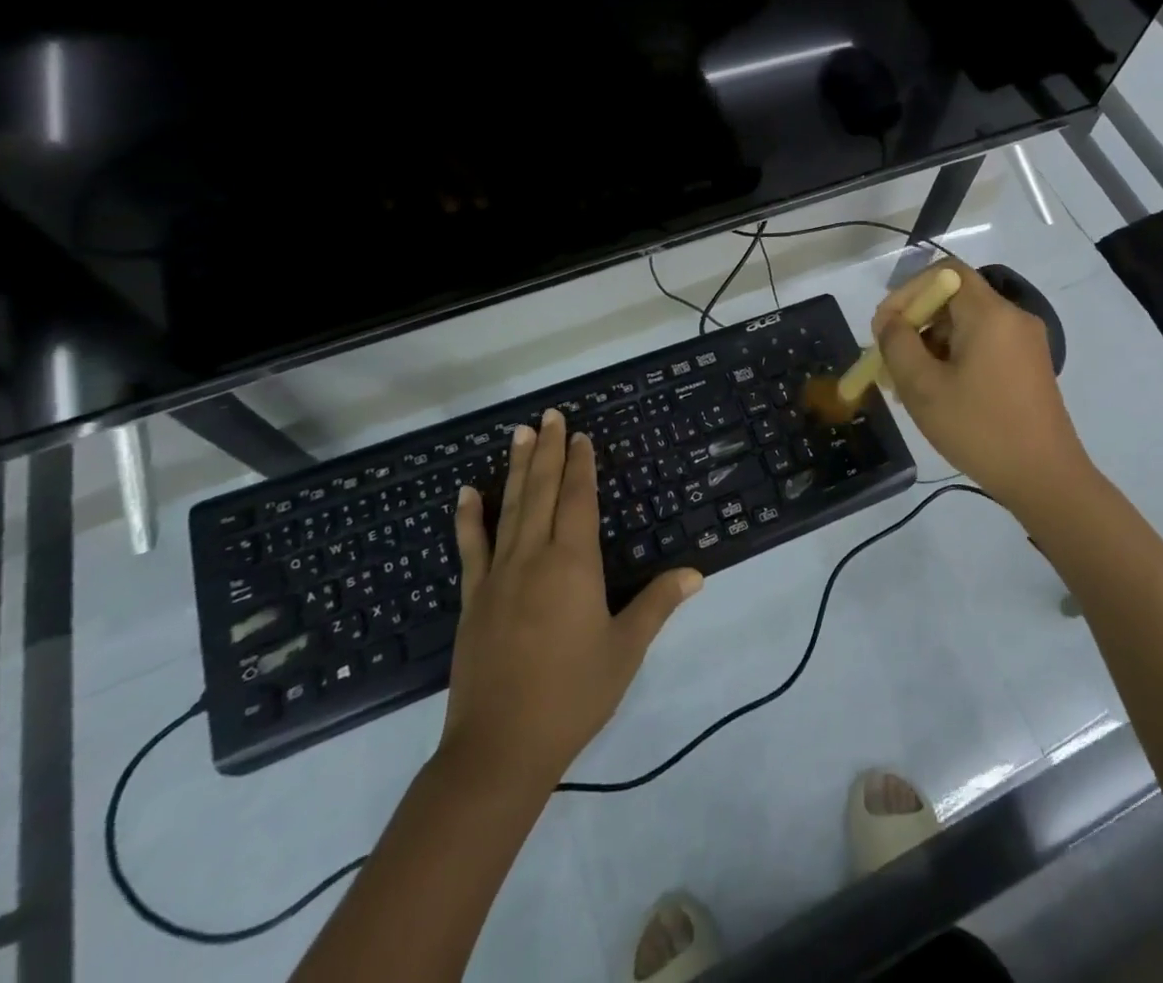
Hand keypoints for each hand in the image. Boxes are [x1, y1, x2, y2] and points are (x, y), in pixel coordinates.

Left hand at [441, 409, 701, 789]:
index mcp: (573, 564)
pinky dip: (469, 517)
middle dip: (547, 451)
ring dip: (515, 468)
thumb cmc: (572, 696)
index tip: (581, 435)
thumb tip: (695, 572)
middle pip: (541, 492)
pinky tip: (467, 492)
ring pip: (509, 508)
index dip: (580, 465)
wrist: (500, 748)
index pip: (578, 500)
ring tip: (519, 433)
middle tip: (548, 415)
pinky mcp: (474, 599)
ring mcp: (498, 576)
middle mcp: (534, 557)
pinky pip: (471, 548)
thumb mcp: (625, 650)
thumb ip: (657, 604)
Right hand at [872, 260, 1093, 509]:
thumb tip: (889, 320)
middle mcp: (1013, 318)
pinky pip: (983, 345)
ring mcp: (1026, 342)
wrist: (1045, 479)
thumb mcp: (923, 387)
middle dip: (916, 323)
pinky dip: (955, 357)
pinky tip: (938, 393)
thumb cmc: (979, 429)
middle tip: (890, 360)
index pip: (944, 272)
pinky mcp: (1029, 366)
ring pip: (966, 325)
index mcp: (991, 314)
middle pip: (954, 299)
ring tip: (908, 384)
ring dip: (932, 344)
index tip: (886, 326)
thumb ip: (897, 344)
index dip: (908, 291)